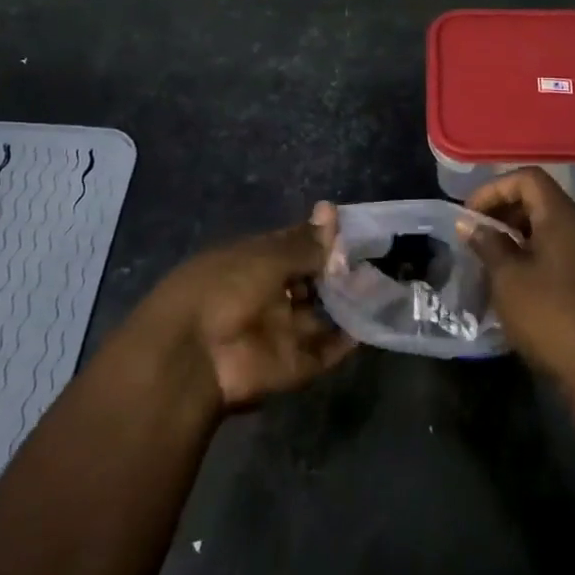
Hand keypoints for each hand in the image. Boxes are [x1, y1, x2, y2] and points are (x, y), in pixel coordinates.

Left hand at [143, 223, 356, 410]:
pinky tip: (372, 323)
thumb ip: (304, 243)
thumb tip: (330, 209)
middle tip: (375, 260)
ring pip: (320, 315)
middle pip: (310, 282)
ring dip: (348, 304)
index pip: (294, 246)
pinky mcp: (292, 365)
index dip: (322, 239)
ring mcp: (279, 331)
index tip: (355, 230)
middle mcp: (268, 295)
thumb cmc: (224, 289)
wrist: (192, 358)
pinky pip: (325, 352)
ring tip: (381, 288)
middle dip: (339, 273)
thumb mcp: (266, 257)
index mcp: (253, 262)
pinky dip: (346, 342)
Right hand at [464, 168, 574, 394]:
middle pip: (536, 200)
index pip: (526, 177)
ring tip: (486, 260)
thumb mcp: (508, 278)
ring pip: (544, 228)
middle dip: (501, 212)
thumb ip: (487, 244)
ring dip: (513, 237)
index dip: (494, 189)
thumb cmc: (552, 315)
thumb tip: (469, 222)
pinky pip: (553, 252)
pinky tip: (509, 283)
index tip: (470, 215)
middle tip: (474, 237)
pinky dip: (528, 257)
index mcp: (560, 216)